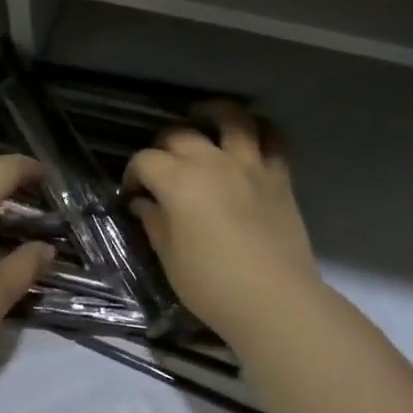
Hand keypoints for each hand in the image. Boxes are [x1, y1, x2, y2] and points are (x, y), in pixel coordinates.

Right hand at [126, 102, 320, 342]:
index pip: (146, 160)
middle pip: (181, 135)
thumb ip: (155, 223)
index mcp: (178, 182)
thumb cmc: (211, 284)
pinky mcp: (279, 178)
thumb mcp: (170, 258)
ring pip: (234, 119)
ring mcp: (250, 166)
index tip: (133, 192)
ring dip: (216, 112)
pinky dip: (261, 133)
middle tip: (162, 165)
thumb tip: (144, 204)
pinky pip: (273, 141)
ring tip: (205, 116)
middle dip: (164, 145)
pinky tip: (250, 139)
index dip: (133, 173)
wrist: (274, 300)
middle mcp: (212, 163)